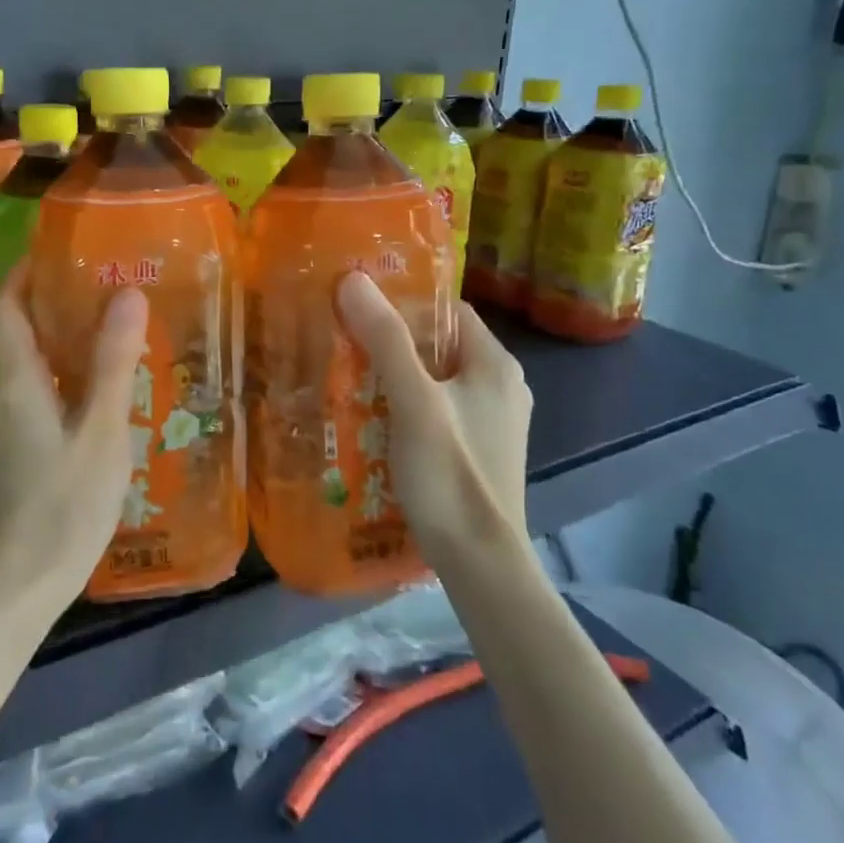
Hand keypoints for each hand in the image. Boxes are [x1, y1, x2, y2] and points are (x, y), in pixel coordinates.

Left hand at [0, 262, 149, 610]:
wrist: (22, 584)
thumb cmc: (62, 503)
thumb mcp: (100, 430)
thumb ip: (114, 363)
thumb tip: (126, 293)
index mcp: (19, 379)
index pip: (8, 305)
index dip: (26, 269)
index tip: (62, 243)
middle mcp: (10, 393)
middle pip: (23, 328)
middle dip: (56, 296)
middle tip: (107, 276)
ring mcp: (16, 424)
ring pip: (37, 361)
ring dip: (68, 334)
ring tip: (117, 318)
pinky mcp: (29, 448)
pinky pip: (48, 389)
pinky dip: (73, 370)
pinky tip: (111, 381)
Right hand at [337, 271, 532, 555]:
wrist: (480, 563)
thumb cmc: (451, 473)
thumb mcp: (413, 400)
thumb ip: (385, 339)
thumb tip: (353, 279)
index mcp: (495, 363)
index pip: (448, 310)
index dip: (404, 301)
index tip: (358, 304)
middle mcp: (501, 385)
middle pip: (438, 344)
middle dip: (391, 341)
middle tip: (342, 339)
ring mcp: (492, 420)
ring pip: (435, 379)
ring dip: (394, 375)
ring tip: (347, 375)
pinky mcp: (478, 449)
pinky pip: (437, 410)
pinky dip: (405, 405)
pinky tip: (371, 417)